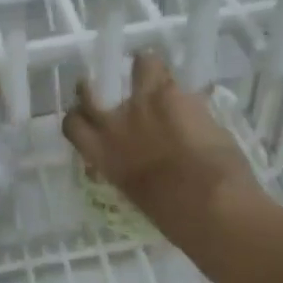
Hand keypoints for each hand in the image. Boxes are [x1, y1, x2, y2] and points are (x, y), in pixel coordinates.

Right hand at [62, 52, 256, 235]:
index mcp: (102, 157)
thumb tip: (137, 161)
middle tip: (110, 85)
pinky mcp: (172, 95)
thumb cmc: (176, 217)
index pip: (73, 125)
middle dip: (95, 85)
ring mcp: (141, 105)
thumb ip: (130, 170)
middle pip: (87, 91)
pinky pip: (173, 76)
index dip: (80, 116)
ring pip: (140, 65)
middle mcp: (113, 126)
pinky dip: (182, 83)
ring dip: (149, 67)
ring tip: (160, 72)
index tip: (90, 116)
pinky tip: (193, 89)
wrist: (209, 206)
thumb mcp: (138, 195)